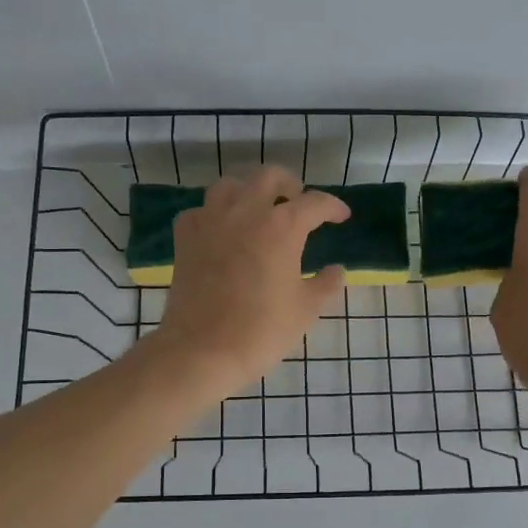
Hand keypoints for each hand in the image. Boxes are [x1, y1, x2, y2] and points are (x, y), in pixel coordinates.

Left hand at [147, 167, 348, 400]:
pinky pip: (200, 211)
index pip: (314, 203)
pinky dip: (213, 214)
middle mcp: (245, 212)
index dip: (333, 207)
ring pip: (230, 185)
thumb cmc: (262, 330)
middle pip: (269, 177)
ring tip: (257, 209)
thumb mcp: (306, 309)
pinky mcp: (185, 238)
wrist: (203, 350)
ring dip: (248, 191)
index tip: (341, 216)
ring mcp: (210, 221)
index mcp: (282, 226)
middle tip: (297, 201)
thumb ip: (325, 284)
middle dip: (289, 184)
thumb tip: (337, 270)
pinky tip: (221, 230)